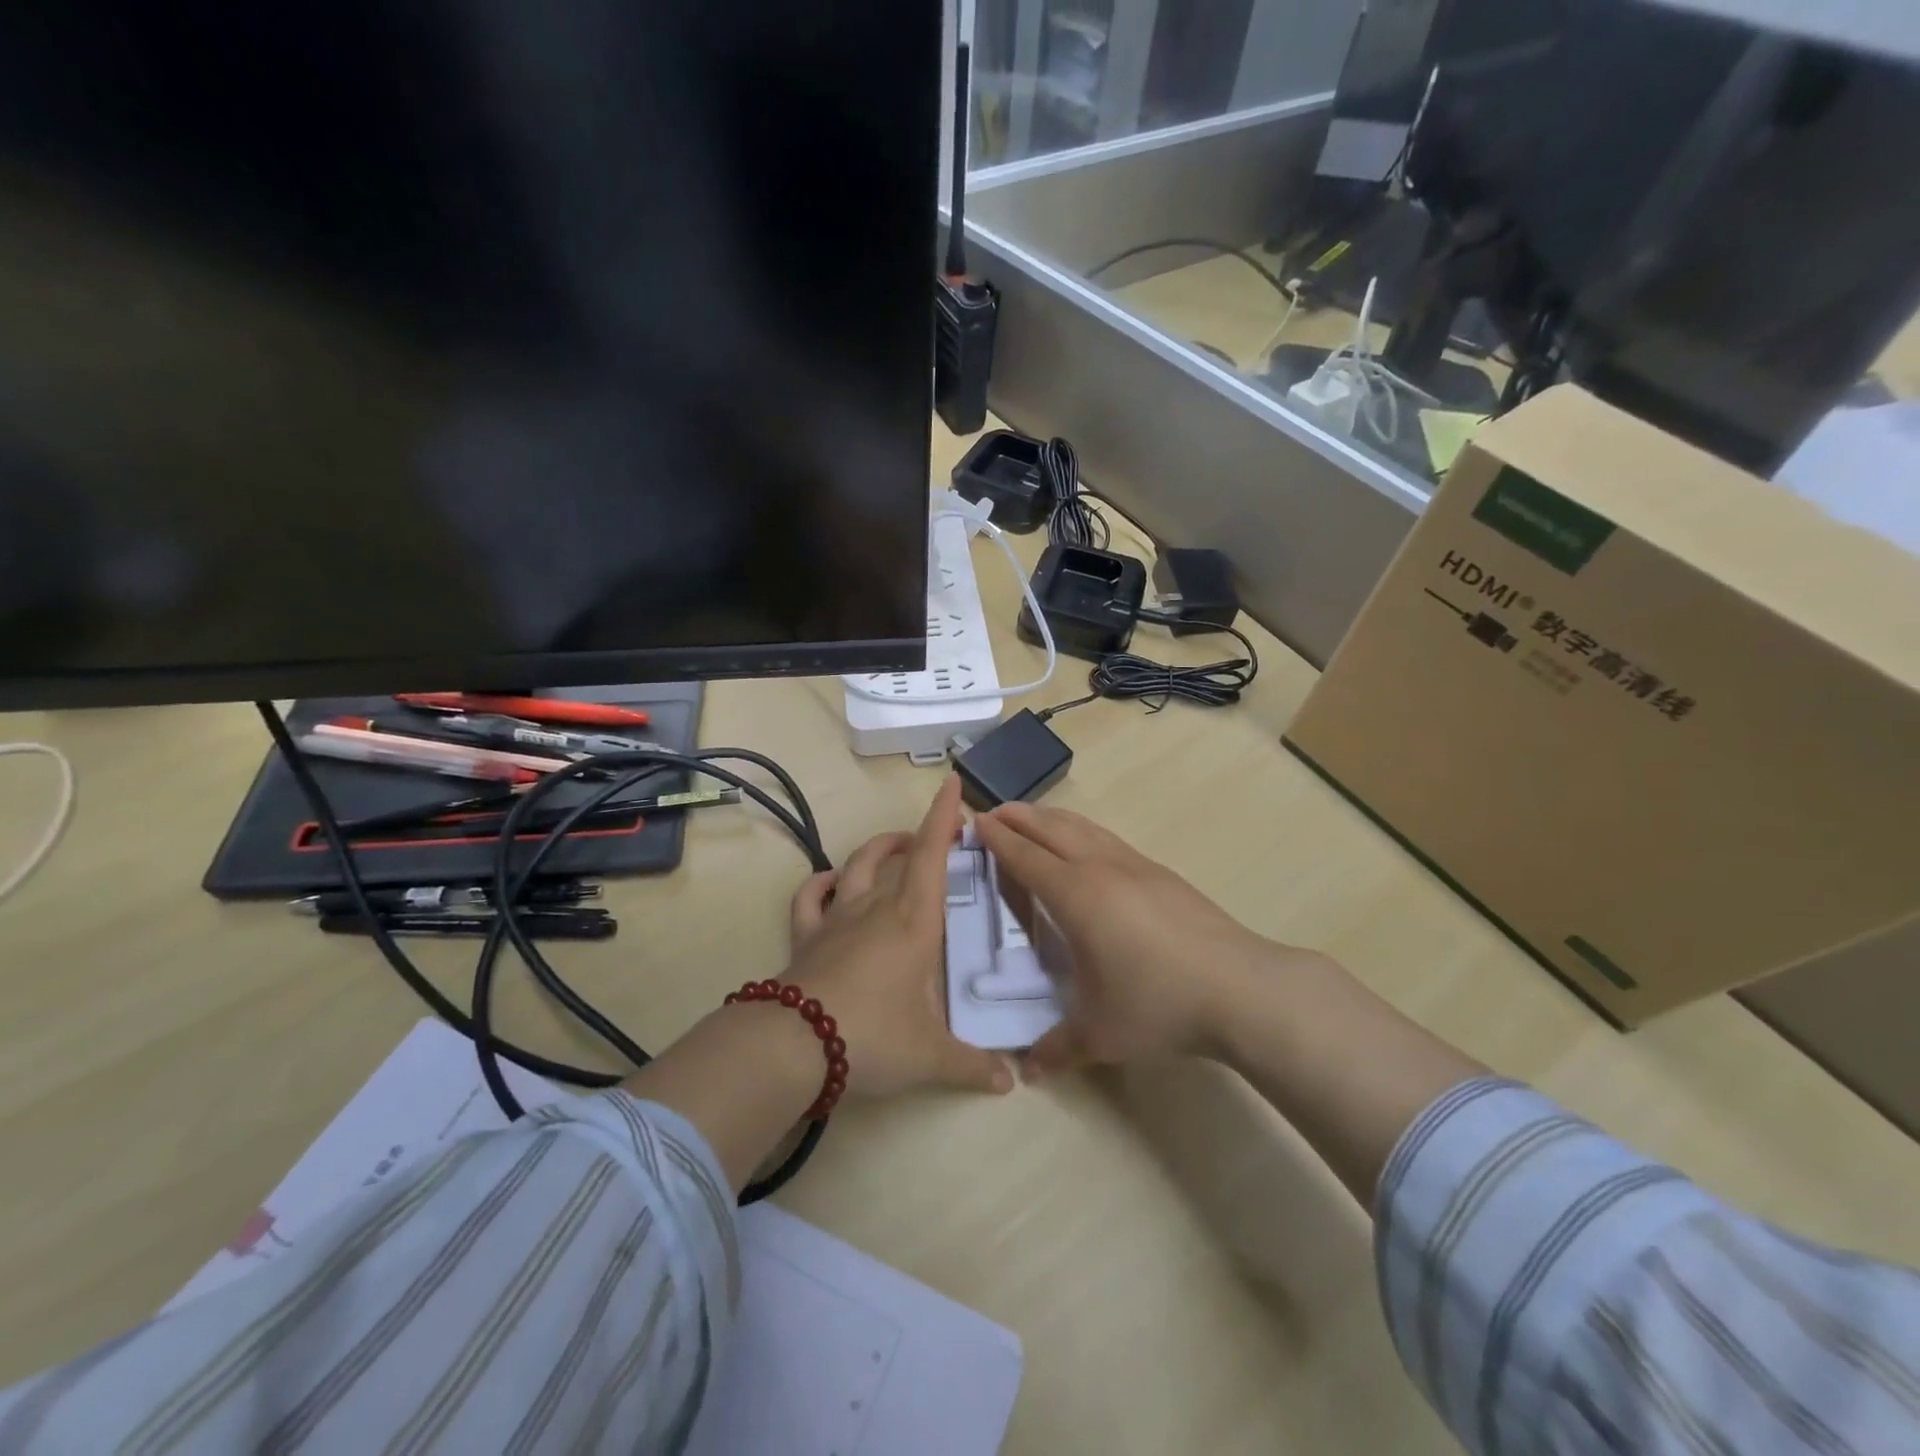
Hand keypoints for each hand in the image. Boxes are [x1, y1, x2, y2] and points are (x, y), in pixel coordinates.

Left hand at [783, 777, 1012, 1100]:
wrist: (795, 1046)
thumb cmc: (874, 1036)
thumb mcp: (931, 1056)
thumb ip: (973, 1066)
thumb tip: (1012, 1081)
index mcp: (913, 922)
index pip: (933, 856)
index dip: (944, 817)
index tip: (954, 784)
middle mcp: (876, 908)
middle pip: (899, 855)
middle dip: (921, 836)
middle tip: (939, 836)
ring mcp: (837, 919)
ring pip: (857, 866)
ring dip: (878, 850)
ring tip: (895, 847)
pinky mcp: (807, 937)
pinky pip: (811, 898)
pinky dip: (822, 883)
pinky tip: (831, 881)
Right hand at [976, 802, 1317, 1076]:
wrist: (1241, 988)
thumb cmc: (1159, 1005)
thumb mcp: (1100, 1034)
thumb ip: (1057, 1048)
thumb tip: (1027, 1071)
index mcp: (1077, 896)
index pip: (1026, 858)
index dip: (999, 841)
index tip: (976, 825)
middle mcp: (1102, 869)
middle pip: (1052, 830)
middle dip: (1020, 818)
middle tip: (994, 812)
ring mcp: (1137, 866)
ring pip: (1084, 828)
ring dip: (1052, 818)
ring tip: (1035, 818)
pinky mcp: (1163, 874)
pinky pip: (1109, 840)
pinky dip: (1084, 832)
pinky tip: (1088, 846)